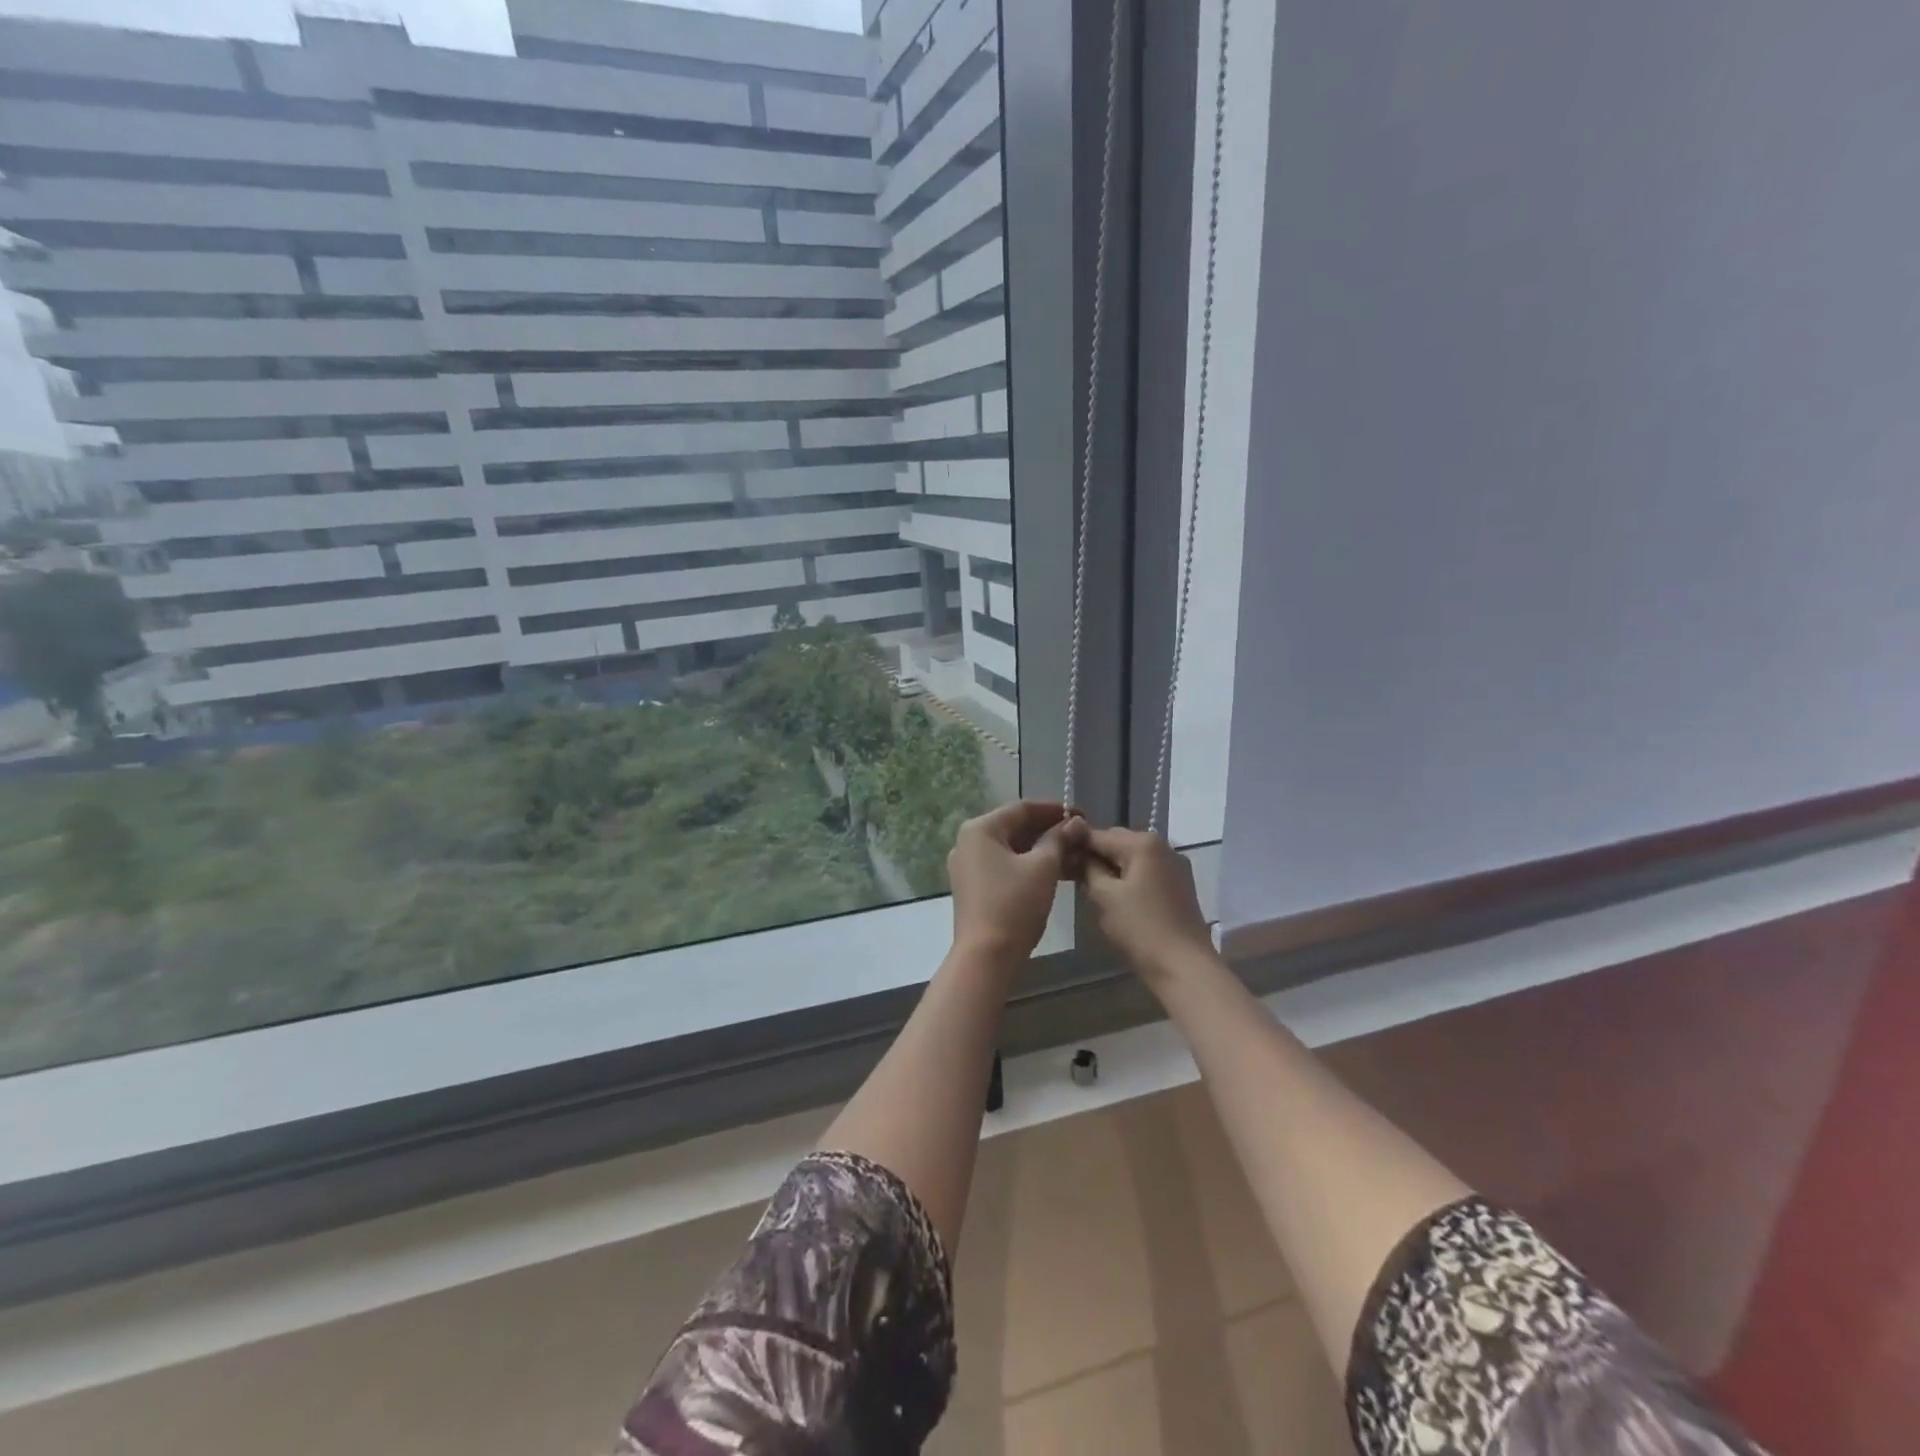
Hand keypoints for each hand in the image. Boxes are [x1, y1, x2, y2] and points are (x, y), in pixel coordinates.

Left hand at [948, 800, 1087, 964]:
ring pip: (1010, 847)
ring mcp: (967, 865)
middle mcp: (968, 841)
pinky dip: (1027, 864)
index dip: (1054, 809)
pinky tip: (1053, 871)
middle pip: (1014, 826)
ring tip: (1072, 854)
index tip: (1082, 815)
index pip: (1022, 808)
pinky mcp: (972, 886)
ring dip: (1040, 848)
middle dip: (1048, 830)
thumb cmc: (1014, 904)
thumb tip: (1075, 822)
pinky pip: (1003, 865)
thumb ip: (1059, 839)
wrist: (986, 956)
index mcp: (980, 829)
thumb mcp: (1043, 867)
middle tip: (1079, 835)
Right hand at [1081, 827, 1215, 983]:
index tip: (1057, 859)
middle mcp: (1163, 846)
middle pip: (1118, 842)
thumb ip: (1088, 868)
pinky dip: (1130, 878)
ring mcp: (1175, 865)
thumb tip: (1077, 853)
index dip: (1075, 845)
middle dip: (1095, 856)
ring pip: (1133, 858)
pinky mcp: (1180, 885)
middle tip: (1073, 877)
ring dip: (1112, 868)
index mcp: (1143, 843)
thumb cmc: (1140, 929)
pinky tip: (1118, 898)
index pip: (1099, 834)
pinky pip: (1147, 872)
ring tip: (1093, 889)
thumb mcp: (1104, 896)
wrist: (1185, 967)